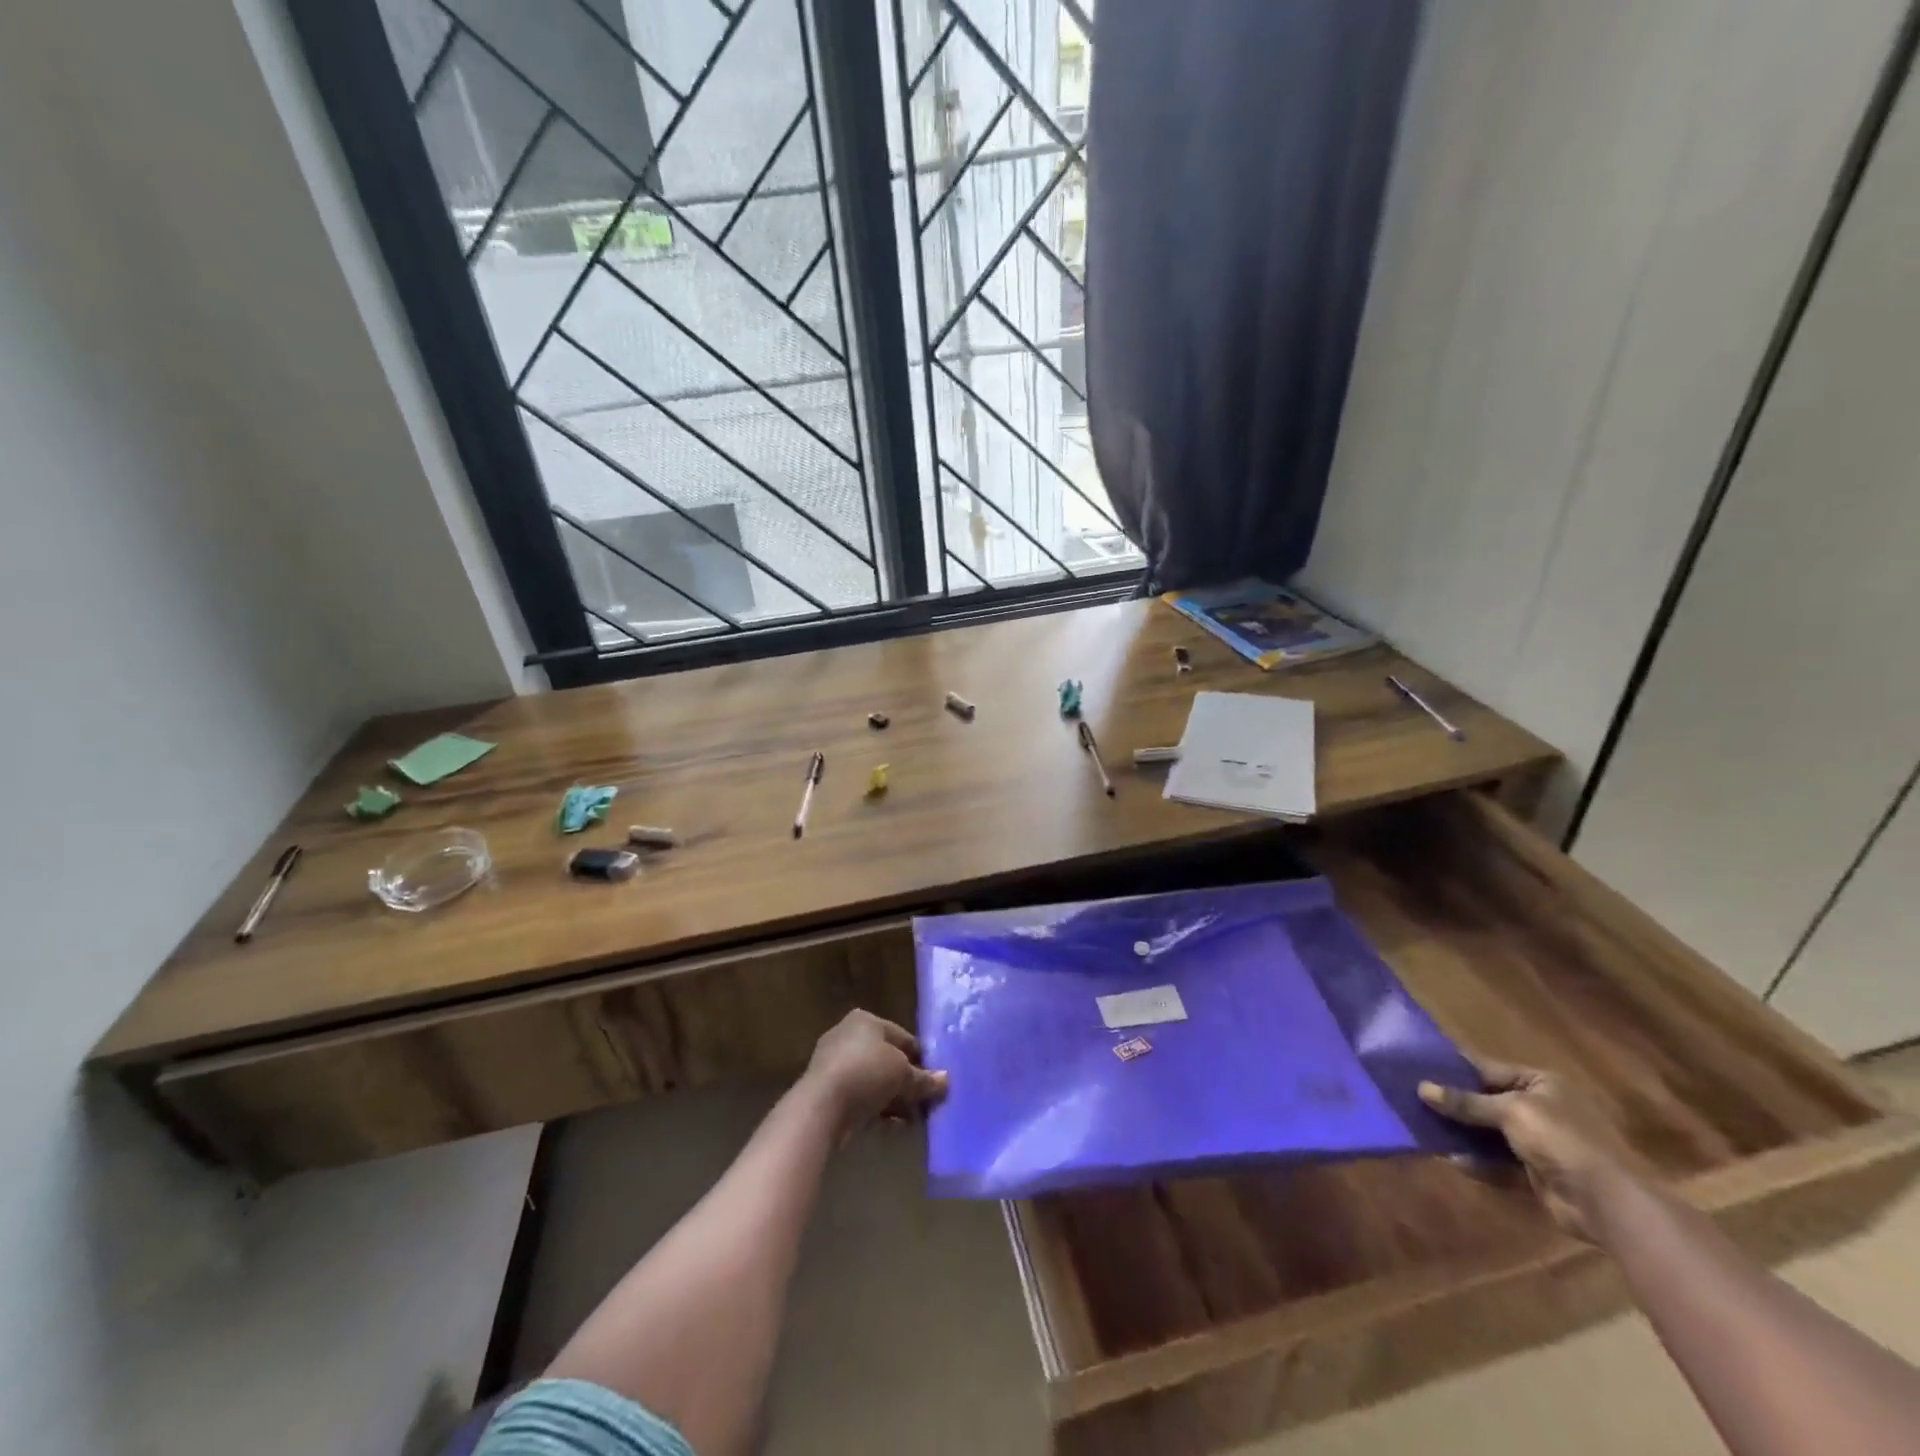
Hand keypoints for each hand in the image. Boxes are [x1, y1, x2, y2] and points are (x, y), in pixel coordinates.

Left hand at [802, 1010, 948, 1139]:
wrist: (821, 1106)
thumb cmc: (866, 1073)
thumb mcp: (903, 1074)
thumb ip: (924, 1079)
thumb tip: (946, 1080)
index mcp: (865, 1021)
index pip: (902, 1037)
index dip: (921, 1058)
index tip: (936, 1079)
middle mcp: (848, 1036)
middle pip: (888, 1060)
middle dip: (907, 1083)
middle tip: (927, 1102)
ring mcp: (835, 1065)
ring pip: (875, 1081)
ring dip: (895, 1100)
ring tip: (915, 1120)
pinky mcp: (827, 1092)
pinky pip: (861, 1098)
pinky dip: (878, 1110)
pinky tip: (895, 1127)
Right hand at [1419, 1056, 1649, 1242]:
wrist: (1609, 1203)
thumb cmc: (1561, 1139)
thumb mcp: (1509, 1111)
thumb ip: (1466, 1101)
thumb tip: (1422, 1089)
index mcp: (1541, 1084)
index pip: (1488, 1069)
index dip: (1454, 1067)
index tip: (1418, 1066)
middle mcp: (1541, 1109)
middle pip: (1486, 1101)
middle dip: (1454, 1103)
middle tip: (1413, 1098)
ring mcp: (1540, 1143)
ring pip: (1489, 1133)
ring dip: (1462, 1133)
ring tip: (1425, 1128)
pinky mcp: (1537, 1174)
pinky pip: (1499, 1163)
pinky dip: (1478, 1162)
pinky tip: (1452, 1160)